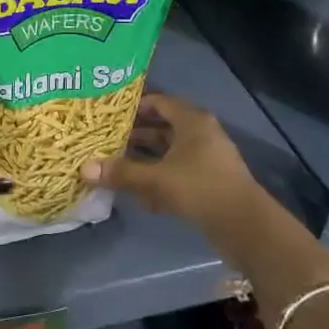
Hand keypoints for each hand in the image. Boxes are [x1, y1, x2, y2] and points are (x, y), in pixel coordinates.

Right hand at [81, 93, 263, 233]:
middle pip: (162, 127)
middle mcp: (201, 133)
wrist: (245, 226)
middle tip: (106, 140)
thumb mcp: (156, 179)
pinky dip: (159, 177)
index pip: (159, 102)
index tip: (109, 114)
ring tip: (115, 164)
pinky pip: (178, 172)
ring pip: (169, 152)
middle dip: (135, 135)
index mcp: (192, 120)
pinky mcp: (209, 182)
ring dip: (145, 158)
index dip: (134, 106)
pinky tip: (138, 193)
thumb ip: (121, 173)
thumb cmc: (200, 188)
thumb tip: (84, 168)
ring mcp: (207, 158)